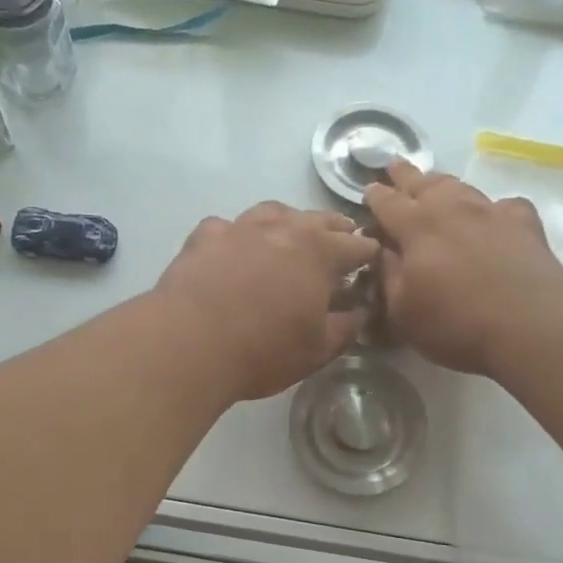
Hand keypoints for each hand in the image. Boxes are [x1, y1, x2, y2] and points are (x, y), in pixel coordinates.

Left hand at [156, 202, 377, 401]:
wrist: (189, 344)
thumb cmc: (263, 350)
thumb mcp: (317, 349)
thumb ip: (345, 327)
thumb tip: (361, 311)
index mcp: (319, 252)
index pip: (355, 246)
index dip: (368, 253)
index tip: (373, 259)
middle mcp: (282, 229)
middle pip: (317, 219)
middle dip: (335, 228)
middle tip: (342, 236)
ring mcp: (240, 228)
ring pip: (272, 212)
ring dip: (288, 220)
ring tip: (291, 232)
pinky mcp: (204, 238)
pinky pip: (226, 227)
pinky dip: (236, 234)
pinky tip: (233, 248)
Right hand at [363, 161, 562, 374]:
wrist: (531, 326)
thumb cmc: (456, 324)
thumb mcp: (403, 311)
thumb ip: (386, 275)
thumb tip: (379, 250)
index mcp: (416, 228)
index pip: (388, 202)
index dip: (375, 195)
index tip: (368, 189)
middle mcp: (451, 209)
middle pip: (423, 183)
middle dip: (405, 175)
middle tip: (394, 166)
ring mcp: (490, 211)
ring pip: (460, 187)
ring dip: (442, 184)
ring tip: (434, 184)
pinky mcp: (524, 223)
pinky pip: (502, 205)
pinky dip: (491, 208)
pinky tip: (492, 216)